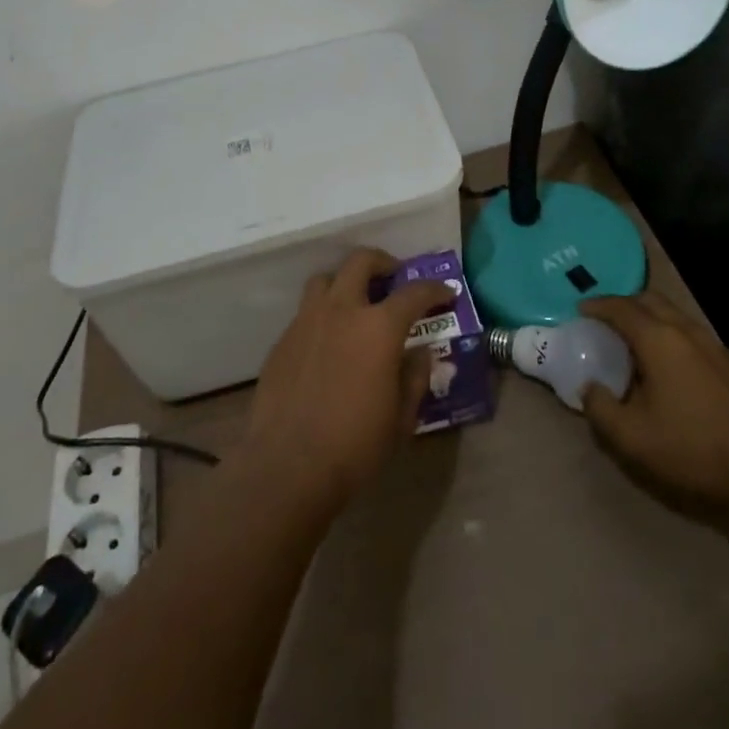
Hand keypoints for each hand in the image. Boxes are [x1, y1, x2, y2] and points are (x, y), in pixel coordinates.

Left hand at [241, 249, 452, 512]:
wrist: (287, 466)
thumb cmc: (355, 445)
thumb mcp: (401, 418)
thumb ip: (415, 378)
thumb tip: (420, 353)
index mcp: (379, 327)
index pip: (414, 293)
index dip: (435, 290)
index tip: (446, 294)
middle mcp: (342, 310)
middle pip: (361, 262)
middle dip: (382, 262)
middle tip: (393, 277)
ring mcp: (307, 321)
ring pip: (326, 279)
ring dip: (345, 282)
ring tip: (355, 303)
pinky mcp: (283, 340)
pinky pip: (305, 312)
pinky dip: (322, 315)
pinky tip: (328, 342)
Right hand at [579, 292, 728, 514]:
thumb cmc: (692, 448)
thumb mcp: (632, 437)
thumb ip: (600, 408)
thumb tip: (588, 387)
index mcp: (658, 339)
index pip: (621, 307)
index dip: (597, 305)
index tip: (580, 310)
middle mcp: (685, 330)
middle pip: (649, 300)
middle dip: (623, 304)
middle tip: (604, 320)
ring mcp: (712, 344)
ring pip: (673, 314)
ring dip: (649, 317)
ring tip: (632, 339)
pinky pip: (690, 332)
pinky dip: (669, 333)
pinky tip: (667, 362)